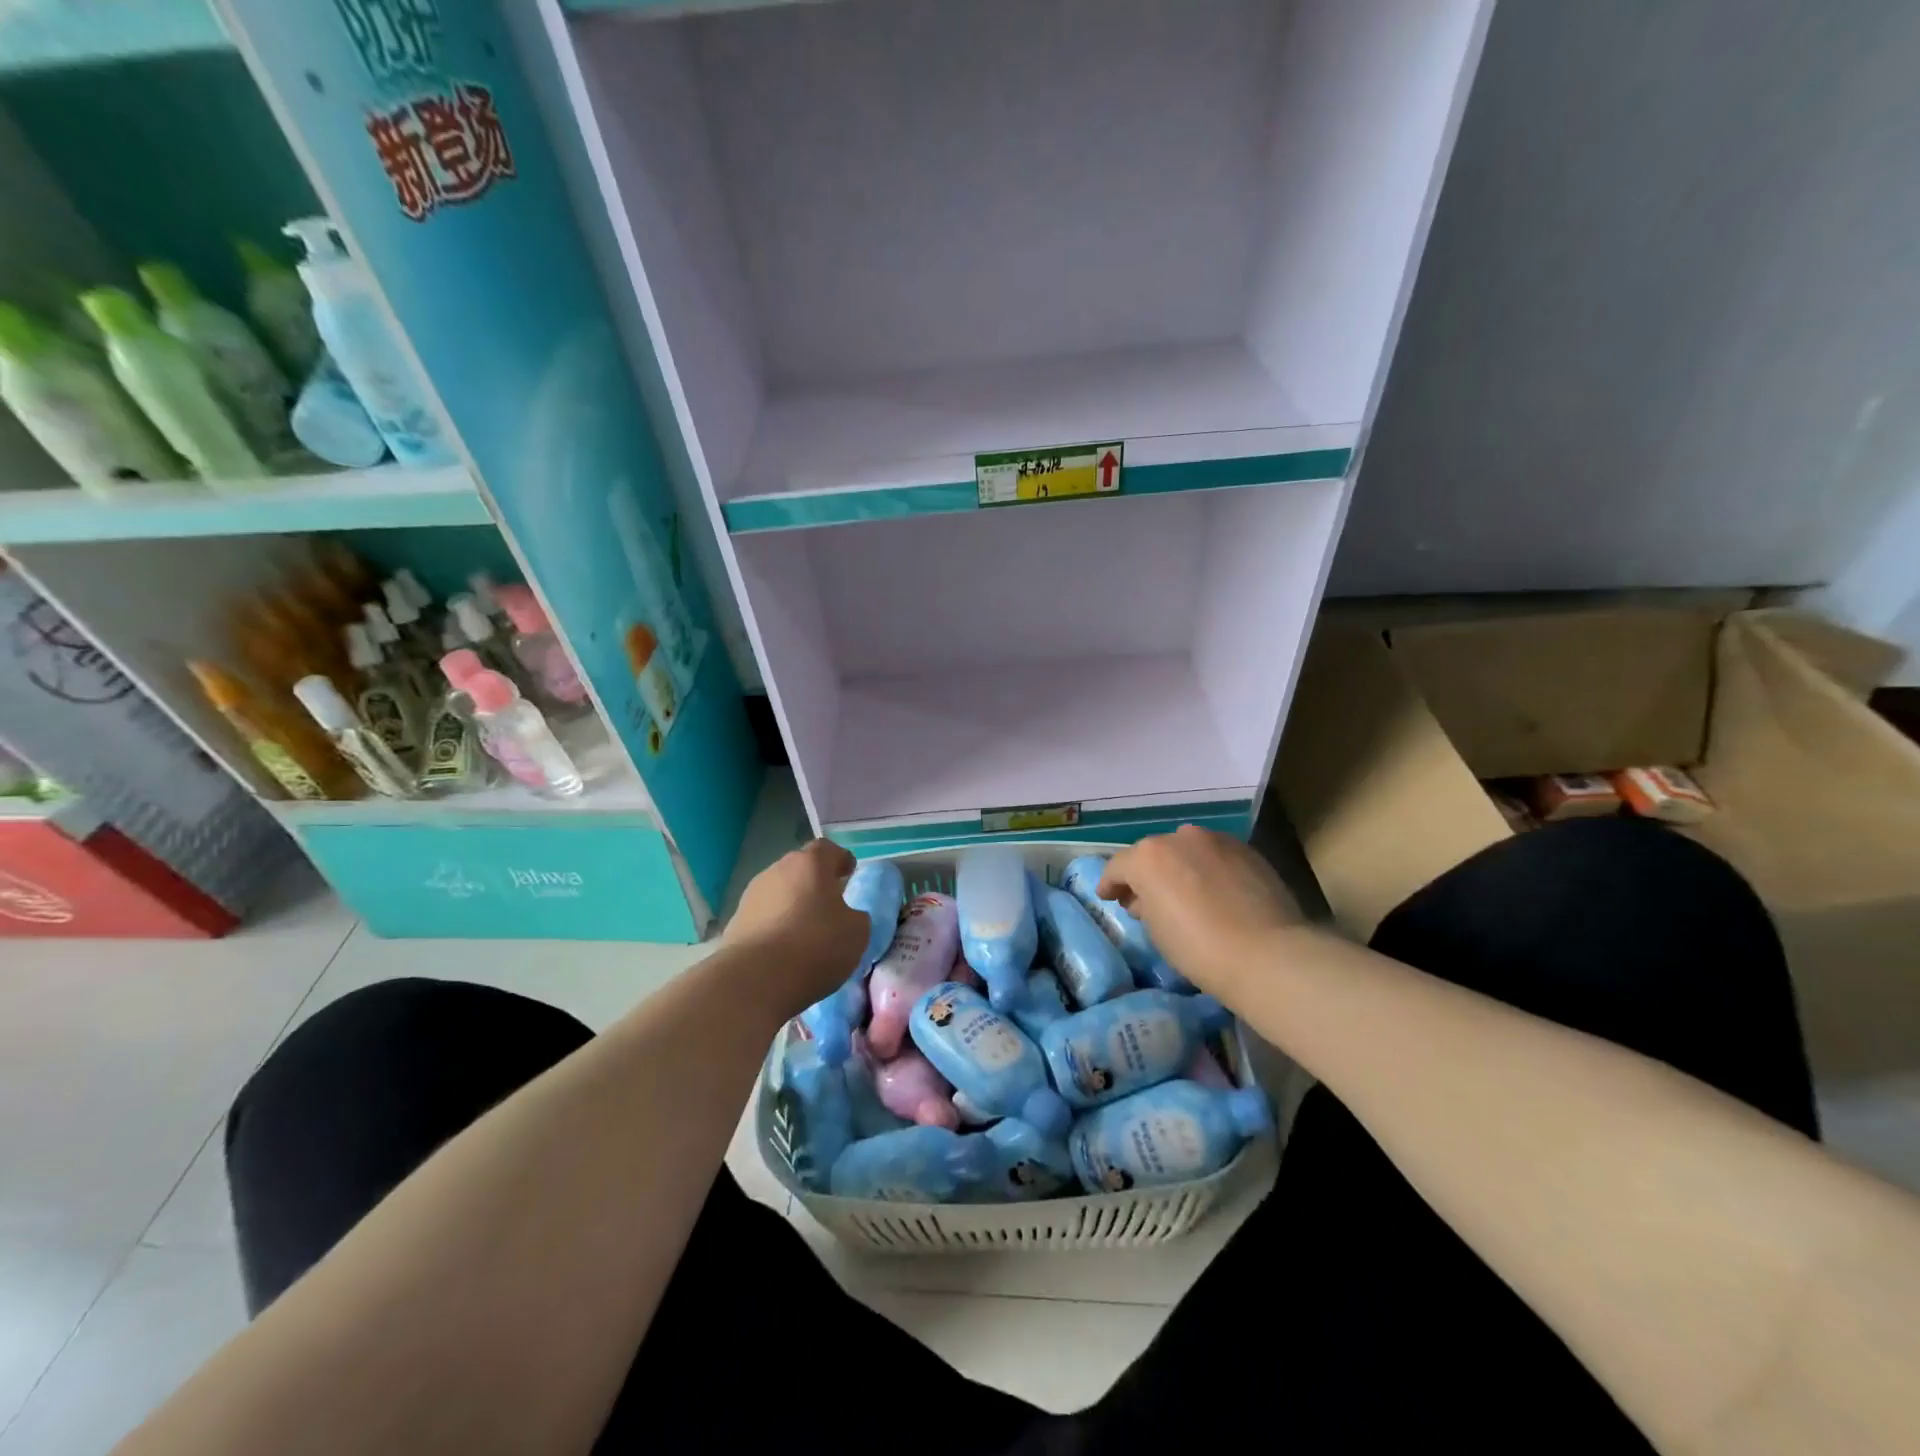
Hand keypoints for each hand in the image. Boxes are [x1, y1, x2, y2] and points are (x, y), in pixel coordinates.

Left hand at [724, 839, 869, 1015]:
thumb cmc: (815, 945)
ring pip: (779, 893)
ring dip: (792, 905)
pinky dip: (775, 927)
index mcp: (810, 863)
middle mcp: (777, 870)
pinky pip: (763, 918)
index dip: (840, 860)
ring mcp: (751, 896)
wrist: (755, 979)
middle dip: (814, 883)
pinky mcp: (735, 923)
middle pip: (800, 869)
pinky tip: (783, 951)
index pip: (827, 849)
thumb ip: (855, 916)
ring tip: (805, 932)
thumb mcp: (857, 932)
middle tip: (828, 904)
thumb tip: (846, 916)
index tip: (848, 874)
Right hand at [1097, 827, 1303, 995]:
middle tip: (1145, 899)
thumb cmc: (1198, 947)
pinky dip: (1207, 869)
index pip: (1118, 866)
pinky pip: (1215, 856)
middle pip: (1153, 853)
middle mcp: (1179, 837)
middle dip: (1146, 874)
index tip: (1107, 897)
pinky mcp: (1247, 850)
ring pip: (1186, 850)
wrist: (1266, 954)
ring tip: (1183, 893)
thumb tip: (1147, 898)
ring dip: (1179, 867)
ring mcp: (1216, 840)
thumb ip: (1144, 904)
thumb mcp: (1155, 929)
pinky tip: (1213, 891)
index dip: (1110, 884)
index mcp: (1148, 856)